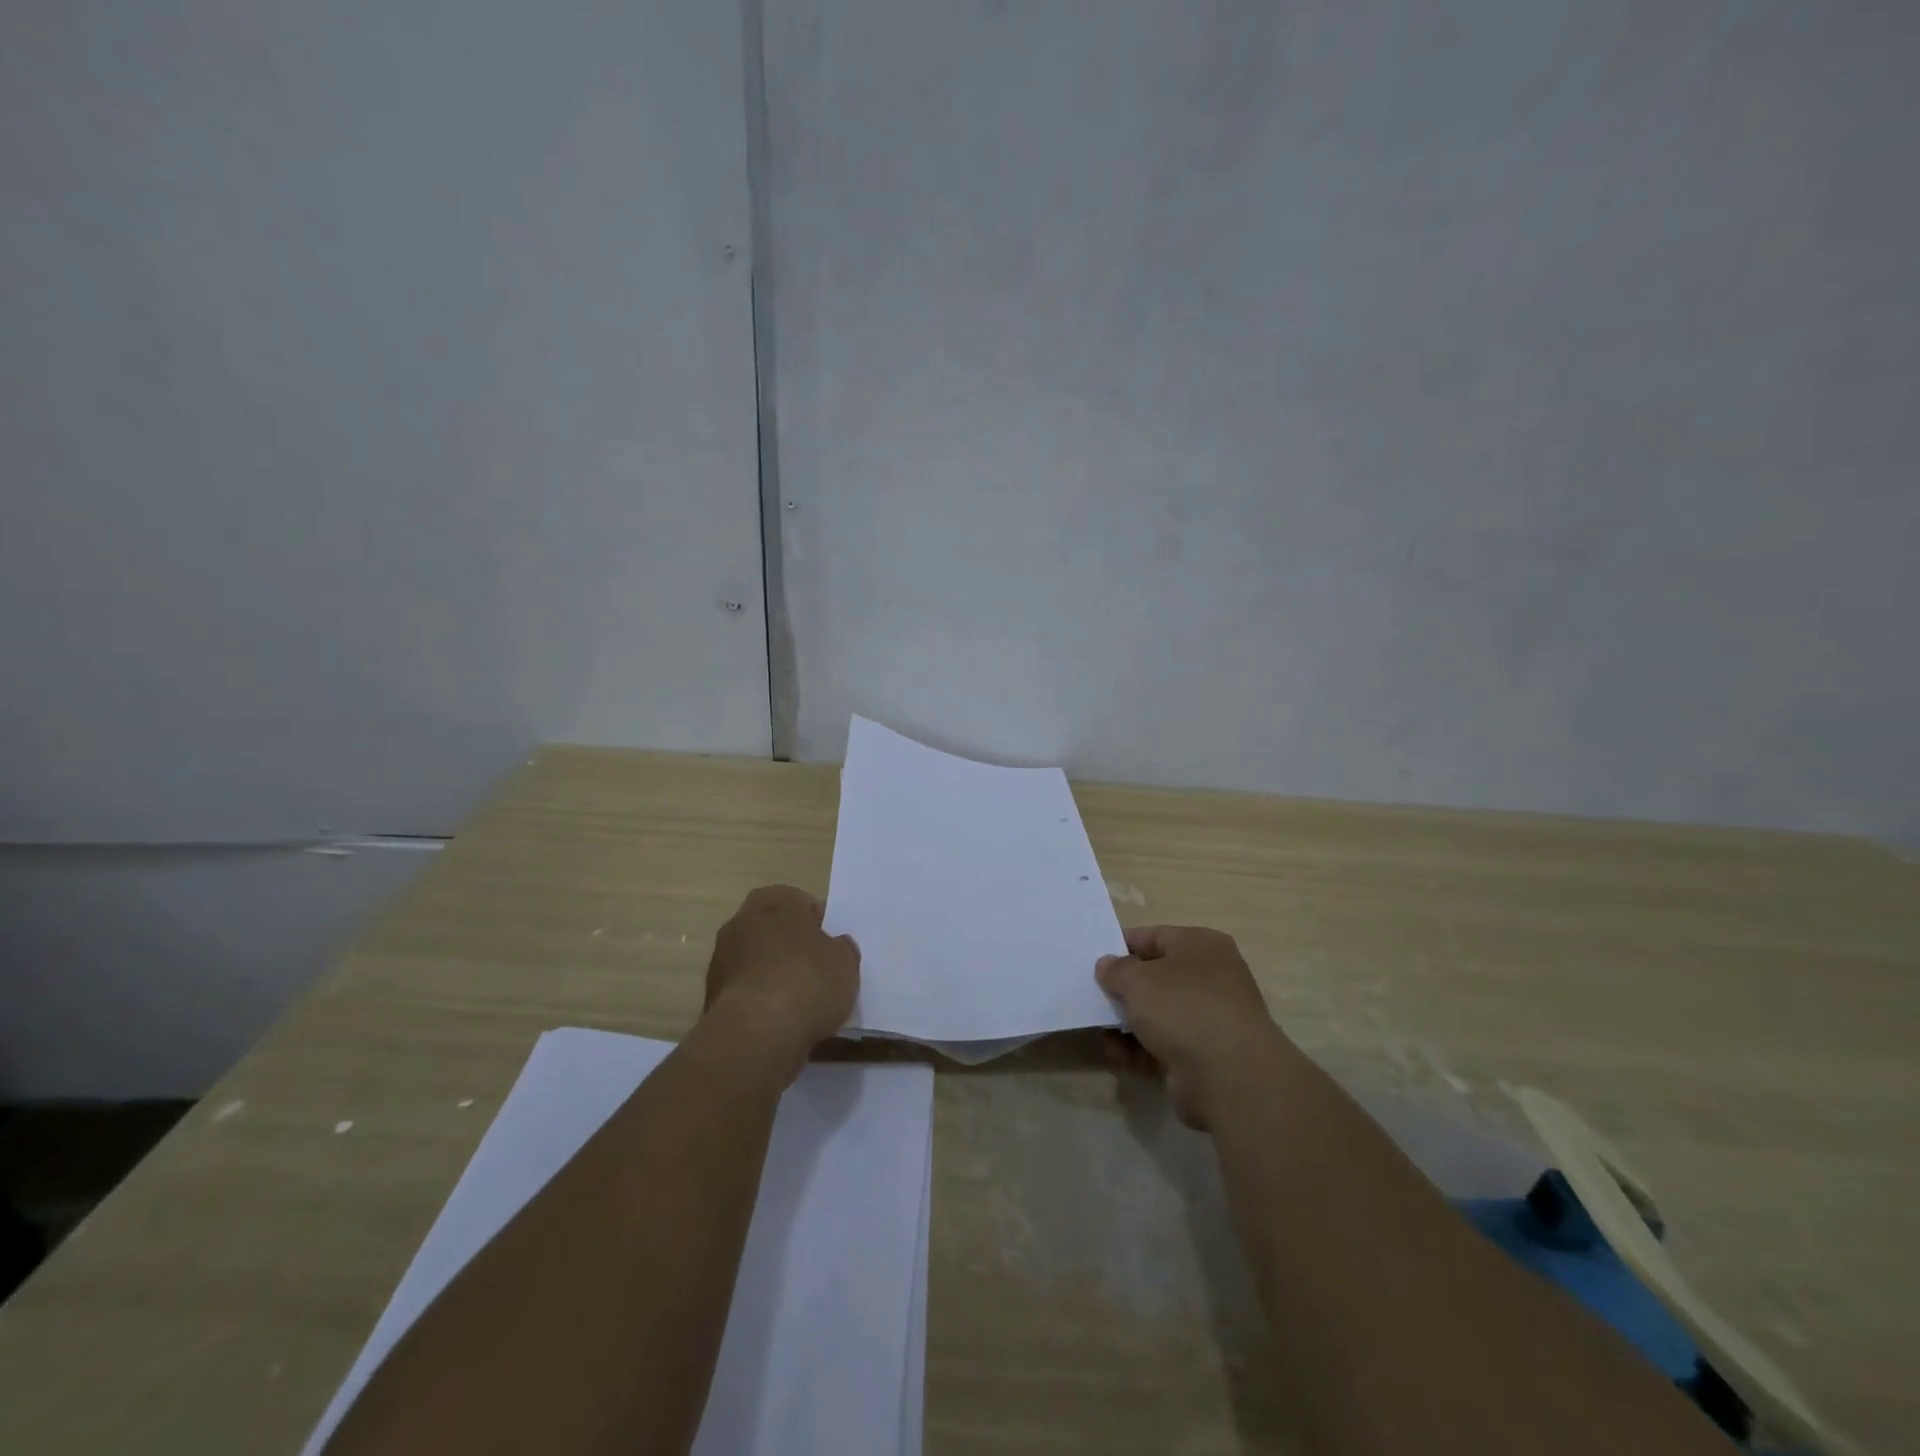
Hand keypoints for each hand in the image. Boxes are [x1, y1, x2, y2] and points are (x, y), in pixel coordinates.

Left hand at [704, 885, 858, 1080]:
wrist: (755, 1033)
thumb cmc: (807, 982)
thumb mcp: (846, 962)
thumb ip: (842, 948)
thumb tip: (835, 946)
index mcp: (775, 901)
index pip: (801, 902)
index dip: (819, 924)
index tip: (831, 948)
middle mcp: (742, 921)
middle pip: (775, 929)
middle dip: (792, 947)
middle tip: (817, 971)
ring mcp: (722, 958)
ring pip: (757, 960)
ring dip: (774, 974)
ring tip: (800, 1002)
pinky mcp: (711, 995)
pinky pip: (746, 989)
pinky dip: (760, 1000)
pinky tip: (780, 1020)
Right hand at [1096, 925, 1288, 1129]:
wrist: (1228, 1075)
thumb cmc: (1182, 1006)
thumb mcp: (1137, 978)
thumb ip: (1116, 969)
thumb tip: (1108, 965)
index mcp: (1202, 946)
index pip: (1156, 937)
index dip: (1124, 945)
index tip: (1095, 958)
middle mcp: (1212, 978)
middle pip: (1157, 978)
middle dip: (1124, 989)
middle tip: (1092, 995)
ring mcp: (1210, 1020)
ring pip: (1159, 1015)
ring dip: (1127, 1023)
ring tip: (1099, 1031)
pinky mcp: (1205, 1057)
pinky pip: (1164, 1046)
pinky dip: (1139, 1050)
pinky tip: (1115, 1055)